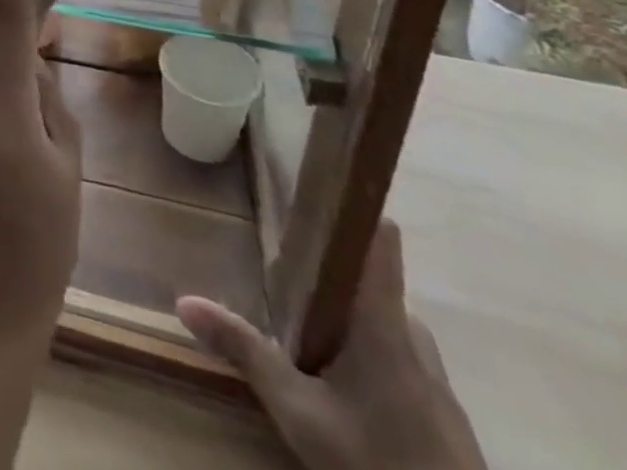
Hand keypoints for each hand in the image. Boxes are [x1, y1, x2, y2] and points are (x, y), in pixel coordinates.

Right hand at [175, 220, 486, 469]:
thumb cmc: (379, 465)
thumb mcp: (301, 414)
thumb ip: (246, 353)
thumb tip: (184, 301)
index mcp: (384, 321)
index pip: (378, 236)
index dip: (349, 204)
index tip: (312, 185)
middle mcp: (414, 336)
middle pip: (366, 282)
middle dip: (324, 278)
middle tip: (280, 282)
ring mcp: (434, 377)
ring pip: (379, 325)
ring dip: (343, 323)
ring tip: (300, 337)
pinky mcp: (442, 413)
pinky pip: (395, 360)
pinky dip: (363, 358)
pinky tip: (337, 389)